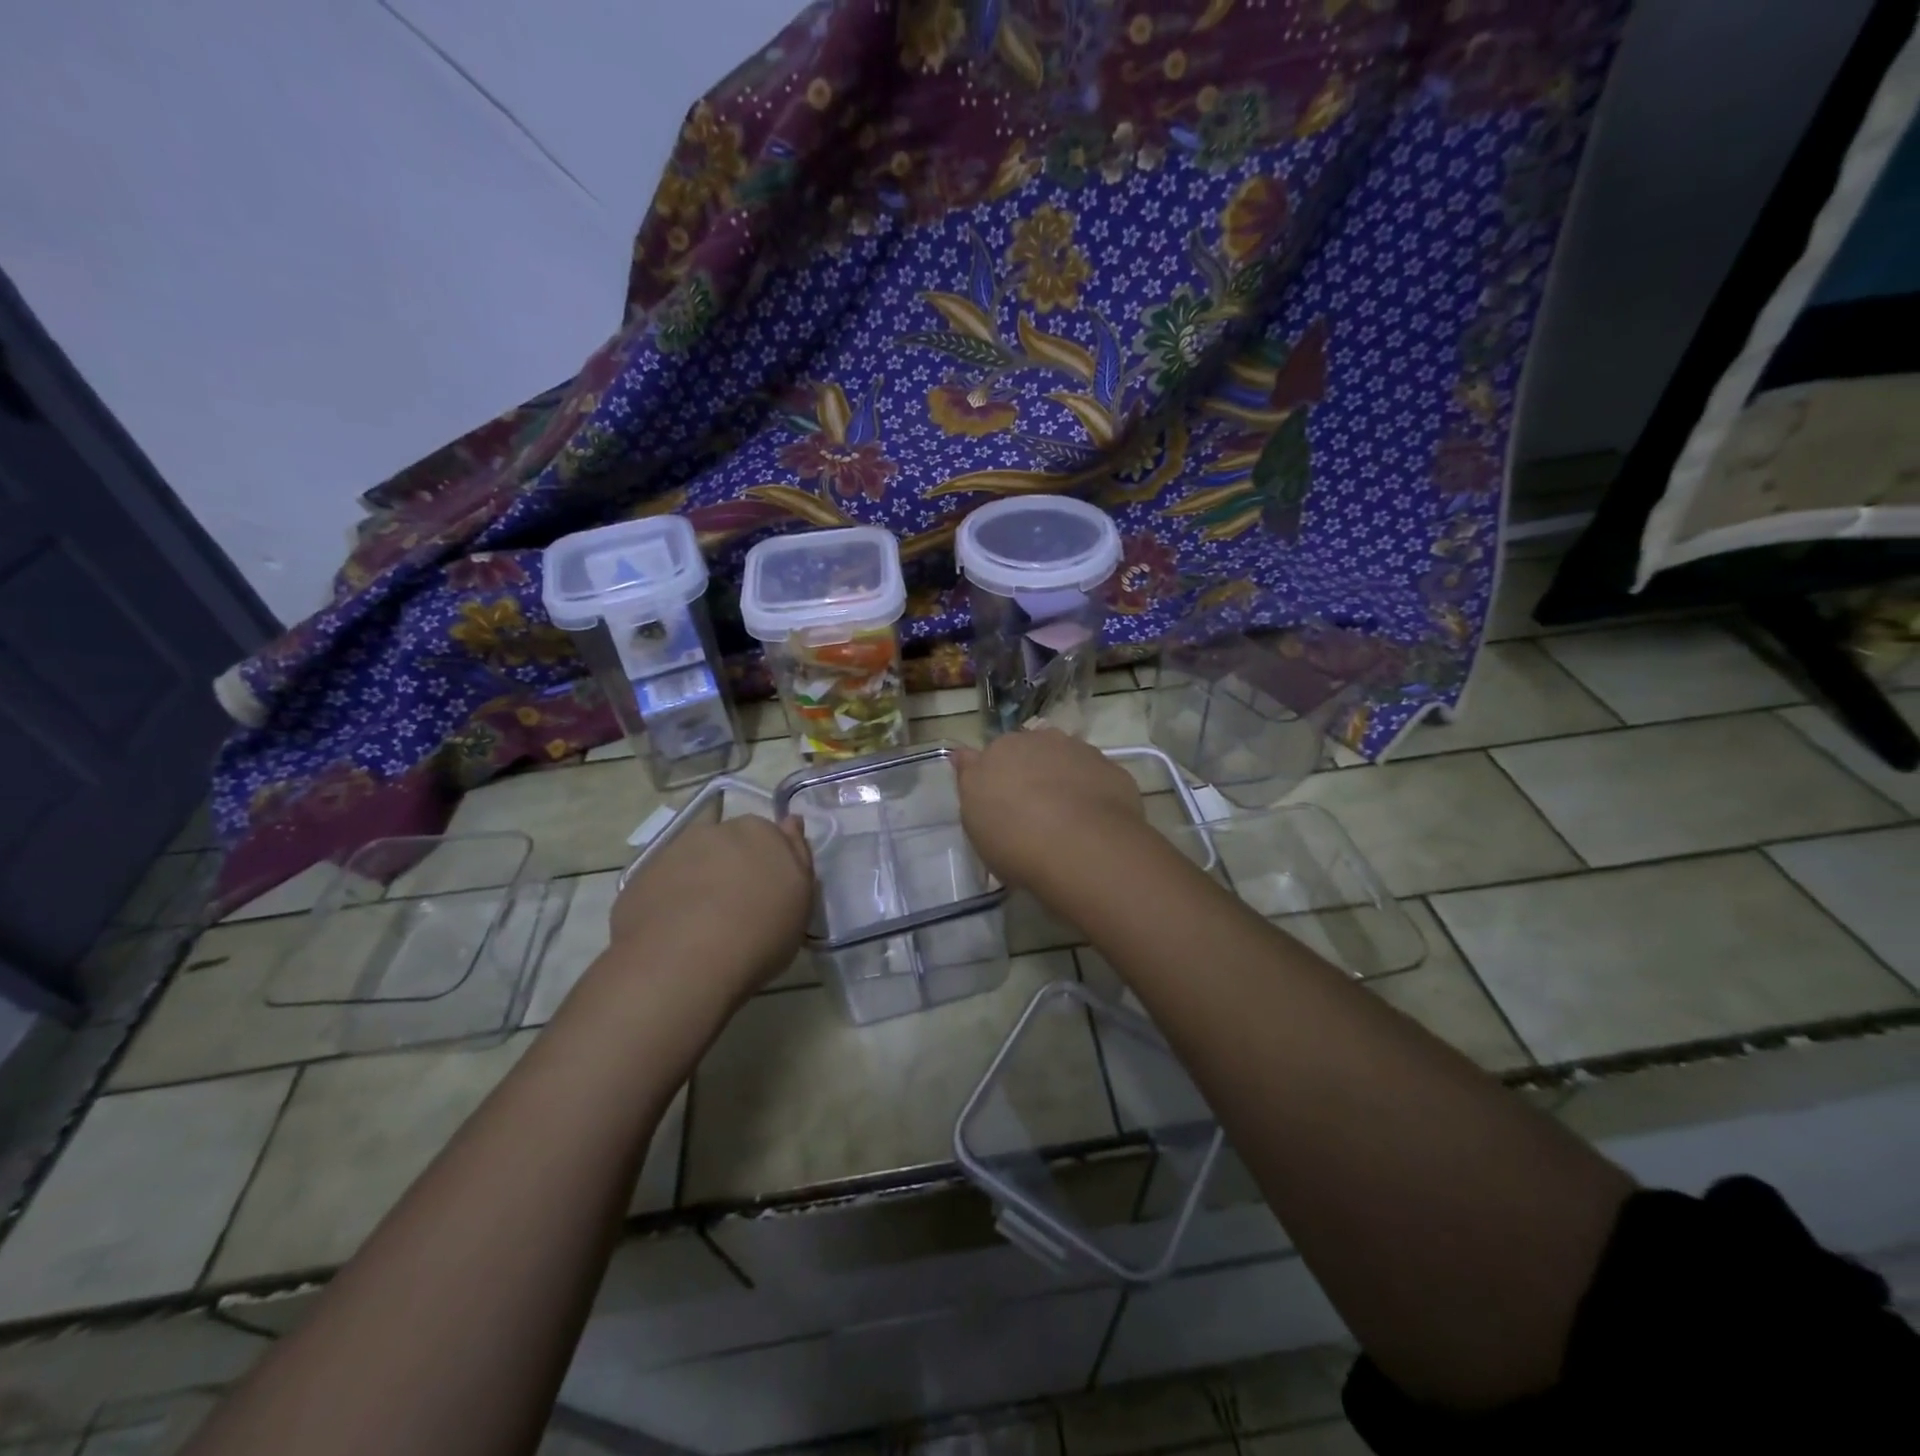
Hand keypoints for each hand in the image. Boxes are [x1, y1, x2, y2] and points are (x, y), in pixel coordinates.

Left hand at [605, 815, 813, 1007]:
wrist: (684, 961)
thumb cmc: (760, 933)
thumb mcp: (801, 900)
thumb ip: (797, 856)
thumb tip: (790, 822)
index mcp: (761, 832)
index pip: (770, 836)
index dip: (769, 863)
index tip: (769, 891)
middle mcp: (716, 830)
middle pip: (730, 843)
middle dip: (734, 865)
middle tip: (738, 907)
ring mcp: (674, 851)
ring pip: (694, 860)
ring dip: (700, 879)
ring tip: (703, 923)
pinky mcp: (640, 877)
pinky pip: (664, 883)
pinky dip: (670, 898)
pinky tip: (674, 931)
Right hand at [953, 728, 1143, 890]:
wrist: (1082, 847)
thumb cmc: (1014, 838)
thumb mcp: (974, 818)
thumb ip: (970, 780)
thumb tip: (963, 754)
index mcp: (1000, 749)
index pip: (992, 754)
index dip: (995, 777)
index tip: (999, 803)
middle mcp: (1040, 740)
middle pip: (1031, 752)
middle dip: (1031, 773)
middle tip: (1032, 812)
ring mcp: (1080, 751)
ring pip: (1066, 761)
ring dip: (1064, 779)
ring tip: (1066, 819)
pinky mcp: (1112, 770)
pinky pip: (1096, 779)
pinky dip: (1093, 793)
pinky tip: (1093, 822)